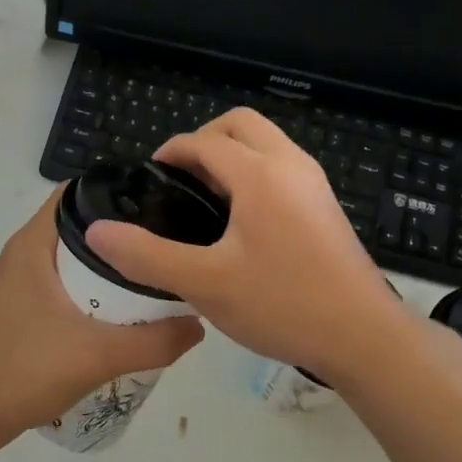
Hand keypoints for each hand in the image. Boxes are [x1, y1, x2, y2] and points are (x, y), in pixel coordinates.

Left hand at [0, 190, 204, 441]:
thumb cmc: (25, 369)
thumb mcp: (99, 355)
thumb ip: (155, 341)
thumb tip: (198, 324)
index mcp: (34, 243)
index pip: (80, 192)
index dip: (120, 193)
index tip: (161, 205)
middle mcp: (24, 252)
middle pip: (82, 224)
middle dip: (123, 233)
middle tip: (167, 244)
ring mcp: (19, 281)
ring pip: (73, 256)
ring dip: (109, 264)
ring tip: (153, 274)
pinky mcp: (20, 307)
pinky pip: (64, 282)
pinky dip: (93, 287)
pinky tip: (121, 309)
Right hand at [85, 109, 413, 384]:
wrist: (363, 336)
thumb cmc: (282, 304)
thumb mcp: (205, 284)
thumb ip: (147, 256)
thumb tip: (98, 231)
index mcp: (260, 174)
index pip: (204, 141)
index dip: (170, 152)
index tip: (149, 179)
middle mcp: (290, 165)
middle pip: (240, 125)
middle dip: (204, 140)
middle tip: (180, 181)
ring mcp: (314, 183)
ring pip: (266, 143)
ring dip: (232, 155)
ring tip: (205, 201)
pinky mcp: (325, 205)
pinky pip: (282, 167)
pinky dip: (254, 172)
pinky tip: (241, 222)